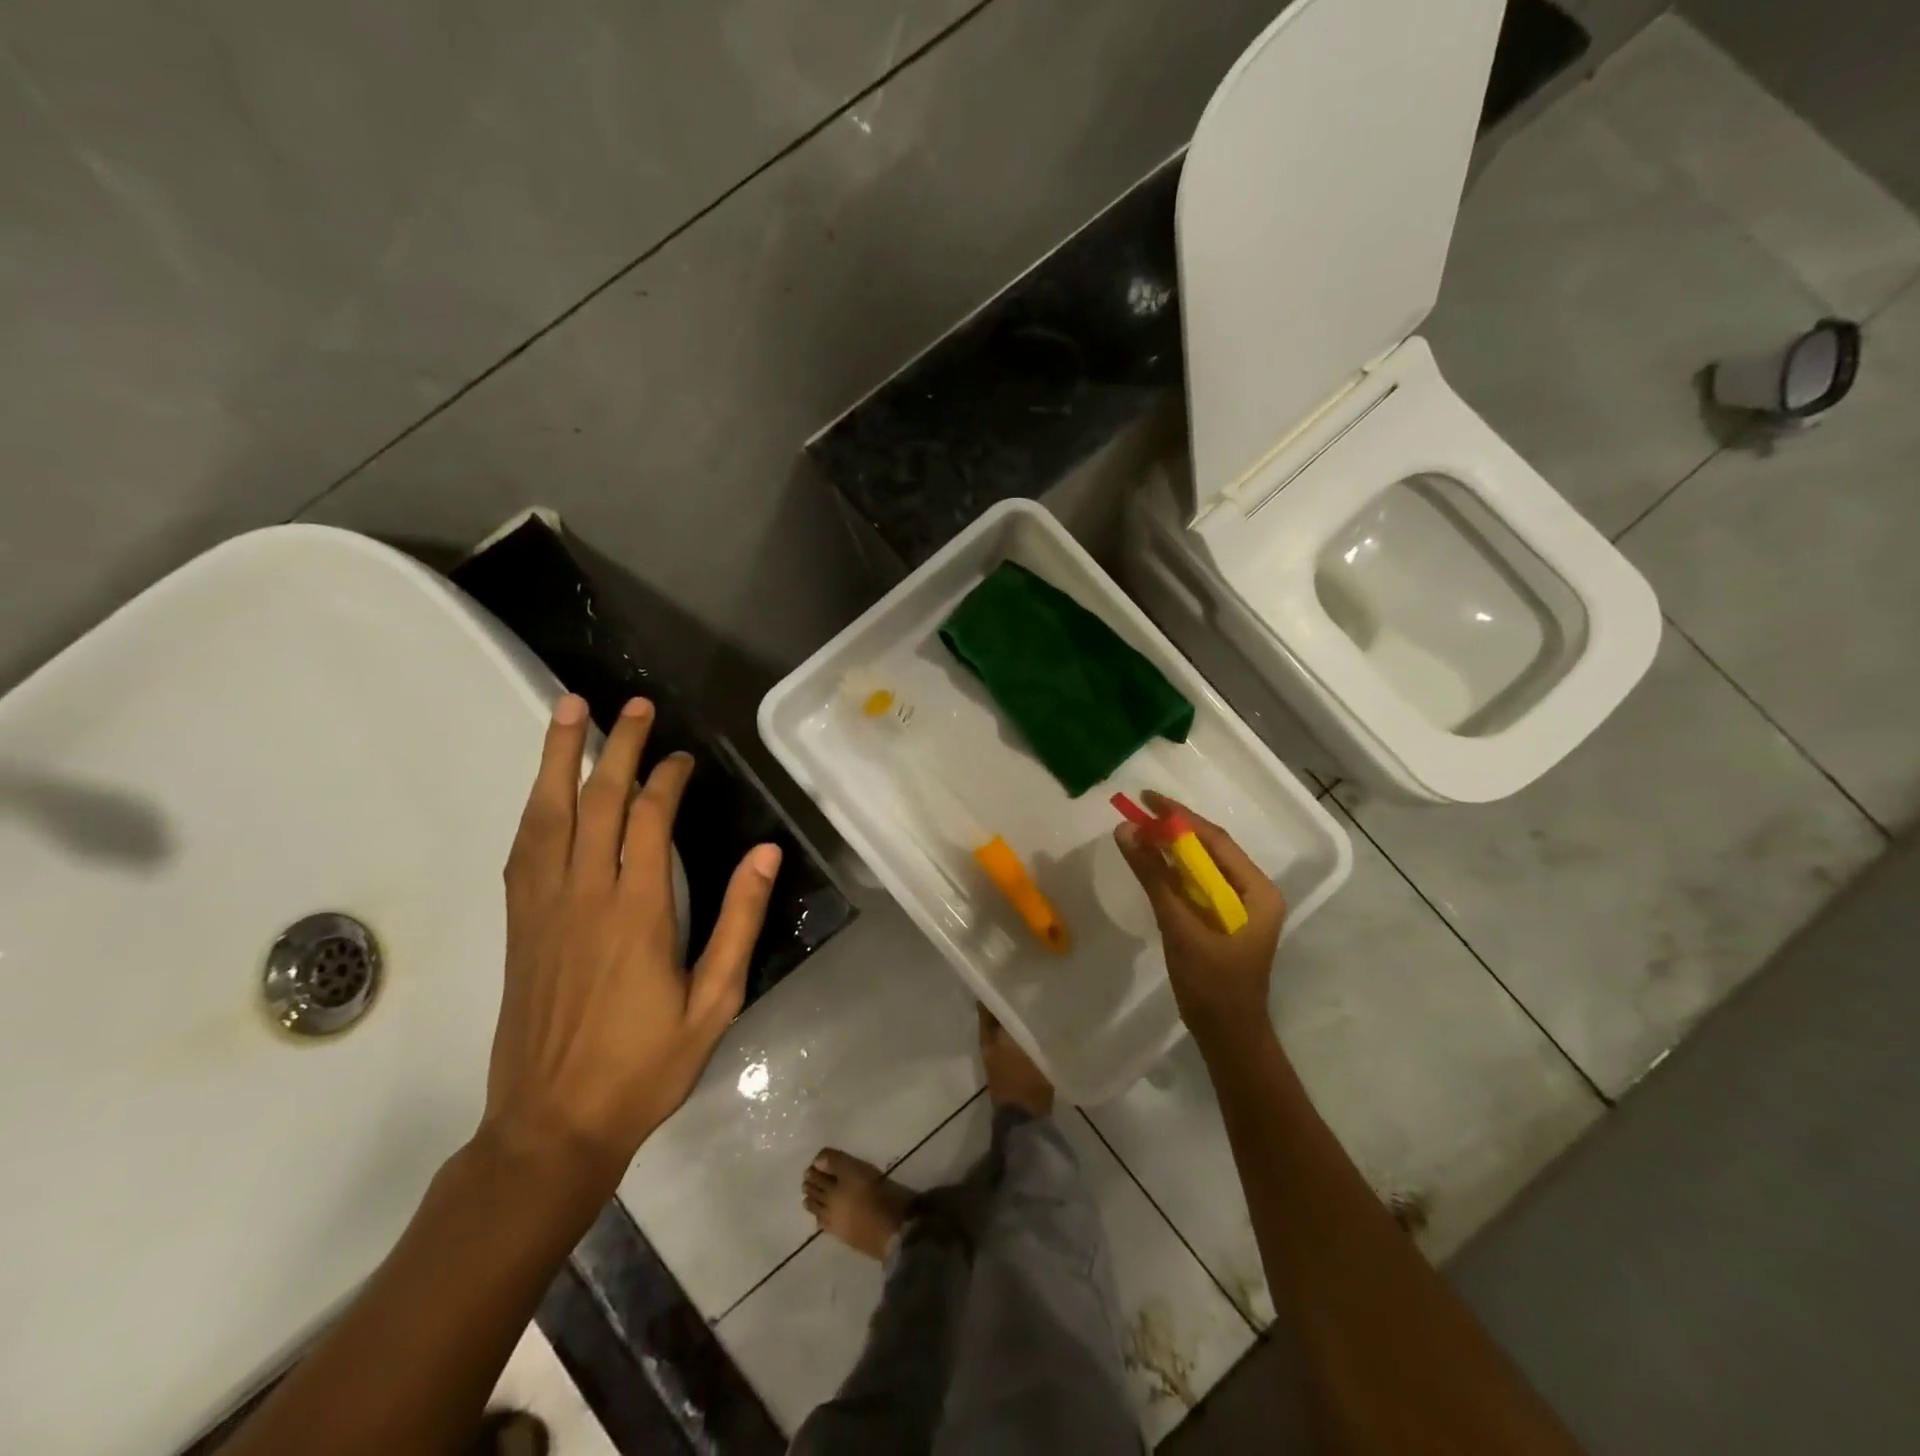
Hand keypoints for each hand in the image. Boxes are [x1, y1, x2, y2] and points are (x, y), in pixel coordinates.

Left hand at [482, 694, 781, 1185]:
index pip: (649, 821)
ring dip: (558, 758)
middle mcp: (584, 896)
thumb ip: (738, 922)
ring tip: (568, 711)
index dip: (666, 779)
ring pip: (547, 815)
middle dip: (617, 746)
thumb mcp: (714, 1002)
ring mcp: (542, 908)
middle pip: (596, 801)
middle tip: (634, 706)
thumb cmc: (643, 1066)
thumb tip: (764, 855)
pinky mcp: (519, 925)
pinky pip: (524, 850)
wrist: (551, 1126)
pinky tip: (543, 789)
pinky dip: (535, 807)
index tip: (684, 758)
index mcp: (637, 912)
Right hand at [1114, 791, 1285, 1055]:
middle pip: (1210, 849)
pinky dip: (1173, 872)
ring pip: (1202, 866)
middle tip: (1138, 811)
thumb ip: (1155, 878)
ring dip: (1171, 849)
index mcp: (1257, 891)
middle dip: (1174, 829)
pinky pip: (1196, 885)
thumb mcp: (1180, 927)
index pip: (1216, 840)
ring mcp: (1239, 907)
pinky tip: (1150, 863)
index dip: (1180, 817)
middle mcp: (1253, 892)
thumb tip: (1126, 831)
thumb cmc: (1212, 985)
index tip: (1147, 798)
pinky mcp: (1222, 920)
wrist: (1227, 1037)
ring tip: (1138, 830)